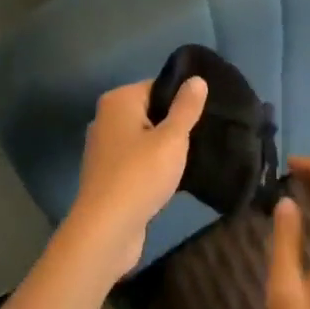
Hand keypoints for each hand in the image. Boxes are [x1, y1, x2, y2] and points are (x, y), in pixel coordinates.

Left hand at [63, 77, 207, 277]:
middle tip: (204, 135)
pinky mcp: (107, 175)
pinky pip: (137, 160)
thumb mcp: (172, 138)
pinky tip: (174, 178)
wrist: (106, 229)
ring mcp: (104, 149)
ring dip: (165, 148)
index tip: (206, 114)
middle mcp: (106, 119)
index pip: (157, 86)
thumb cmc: (140, 175)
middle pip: (150, 112)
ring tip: (193, 157)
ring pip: (144, 138)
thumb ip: (186, 108)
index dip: (182, 98)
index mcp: (118, 101)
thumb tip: (196, 79)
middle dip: (174, 124)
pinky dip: (153, 166)